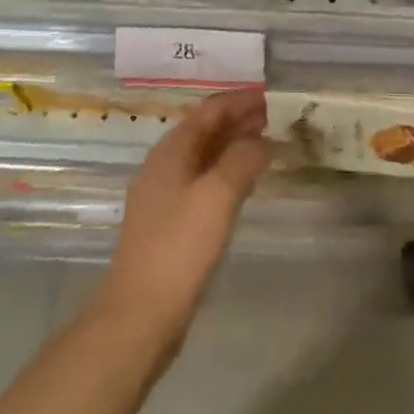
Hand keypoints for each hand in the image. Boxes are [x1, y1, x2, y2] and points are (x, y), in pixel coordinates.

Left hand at [94, 88, 270, 353]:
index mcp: (171, 151)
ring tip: (267, 143)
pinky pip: (204, 182)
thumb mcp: (217, 196)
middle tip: (274, 117)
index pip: (209, 110)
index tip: (270, 95)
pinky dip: (227, 172)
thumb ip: (243, 159)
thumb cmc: (178, 248)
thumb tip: (264, 139)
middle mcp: (165, 166)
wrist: (139, 318)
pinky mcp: (171, 224)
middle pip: (205, 130)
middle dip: (238, 120)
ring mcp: (165, 197)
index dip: (239, 100)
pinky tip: (245, 183)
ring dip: (234, 145)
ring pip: (205, 157)